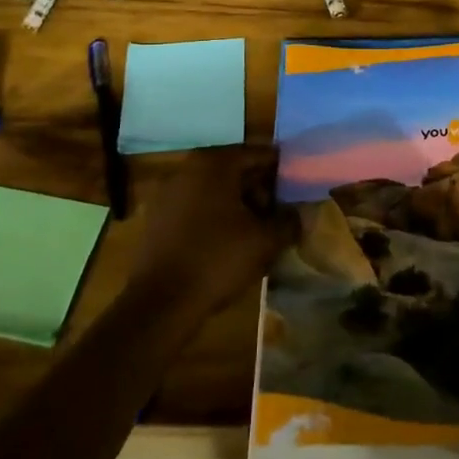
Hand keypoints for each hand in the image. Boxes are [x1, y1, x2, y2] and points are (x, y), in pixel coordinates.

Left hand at [130, 145, 296, 320]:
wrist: (160, 303)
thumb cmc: (217, 259)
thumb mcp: (265, 240)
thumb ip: (289, 221)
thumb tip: (300, 213)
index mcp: (215, 163)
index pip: (260, 154)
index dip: (283, 170)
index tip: (299, 188)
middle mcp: (189, 168)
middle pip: (236, 170)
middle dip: (261, 190)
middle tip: (280, 214)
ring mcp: (169, 192)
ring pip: (216, 190)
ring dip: (240, 205)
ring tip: (259, 232)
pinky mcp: (158, 218)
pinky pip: (197, 207)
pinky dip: (217, 217)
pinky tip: (230, 243)